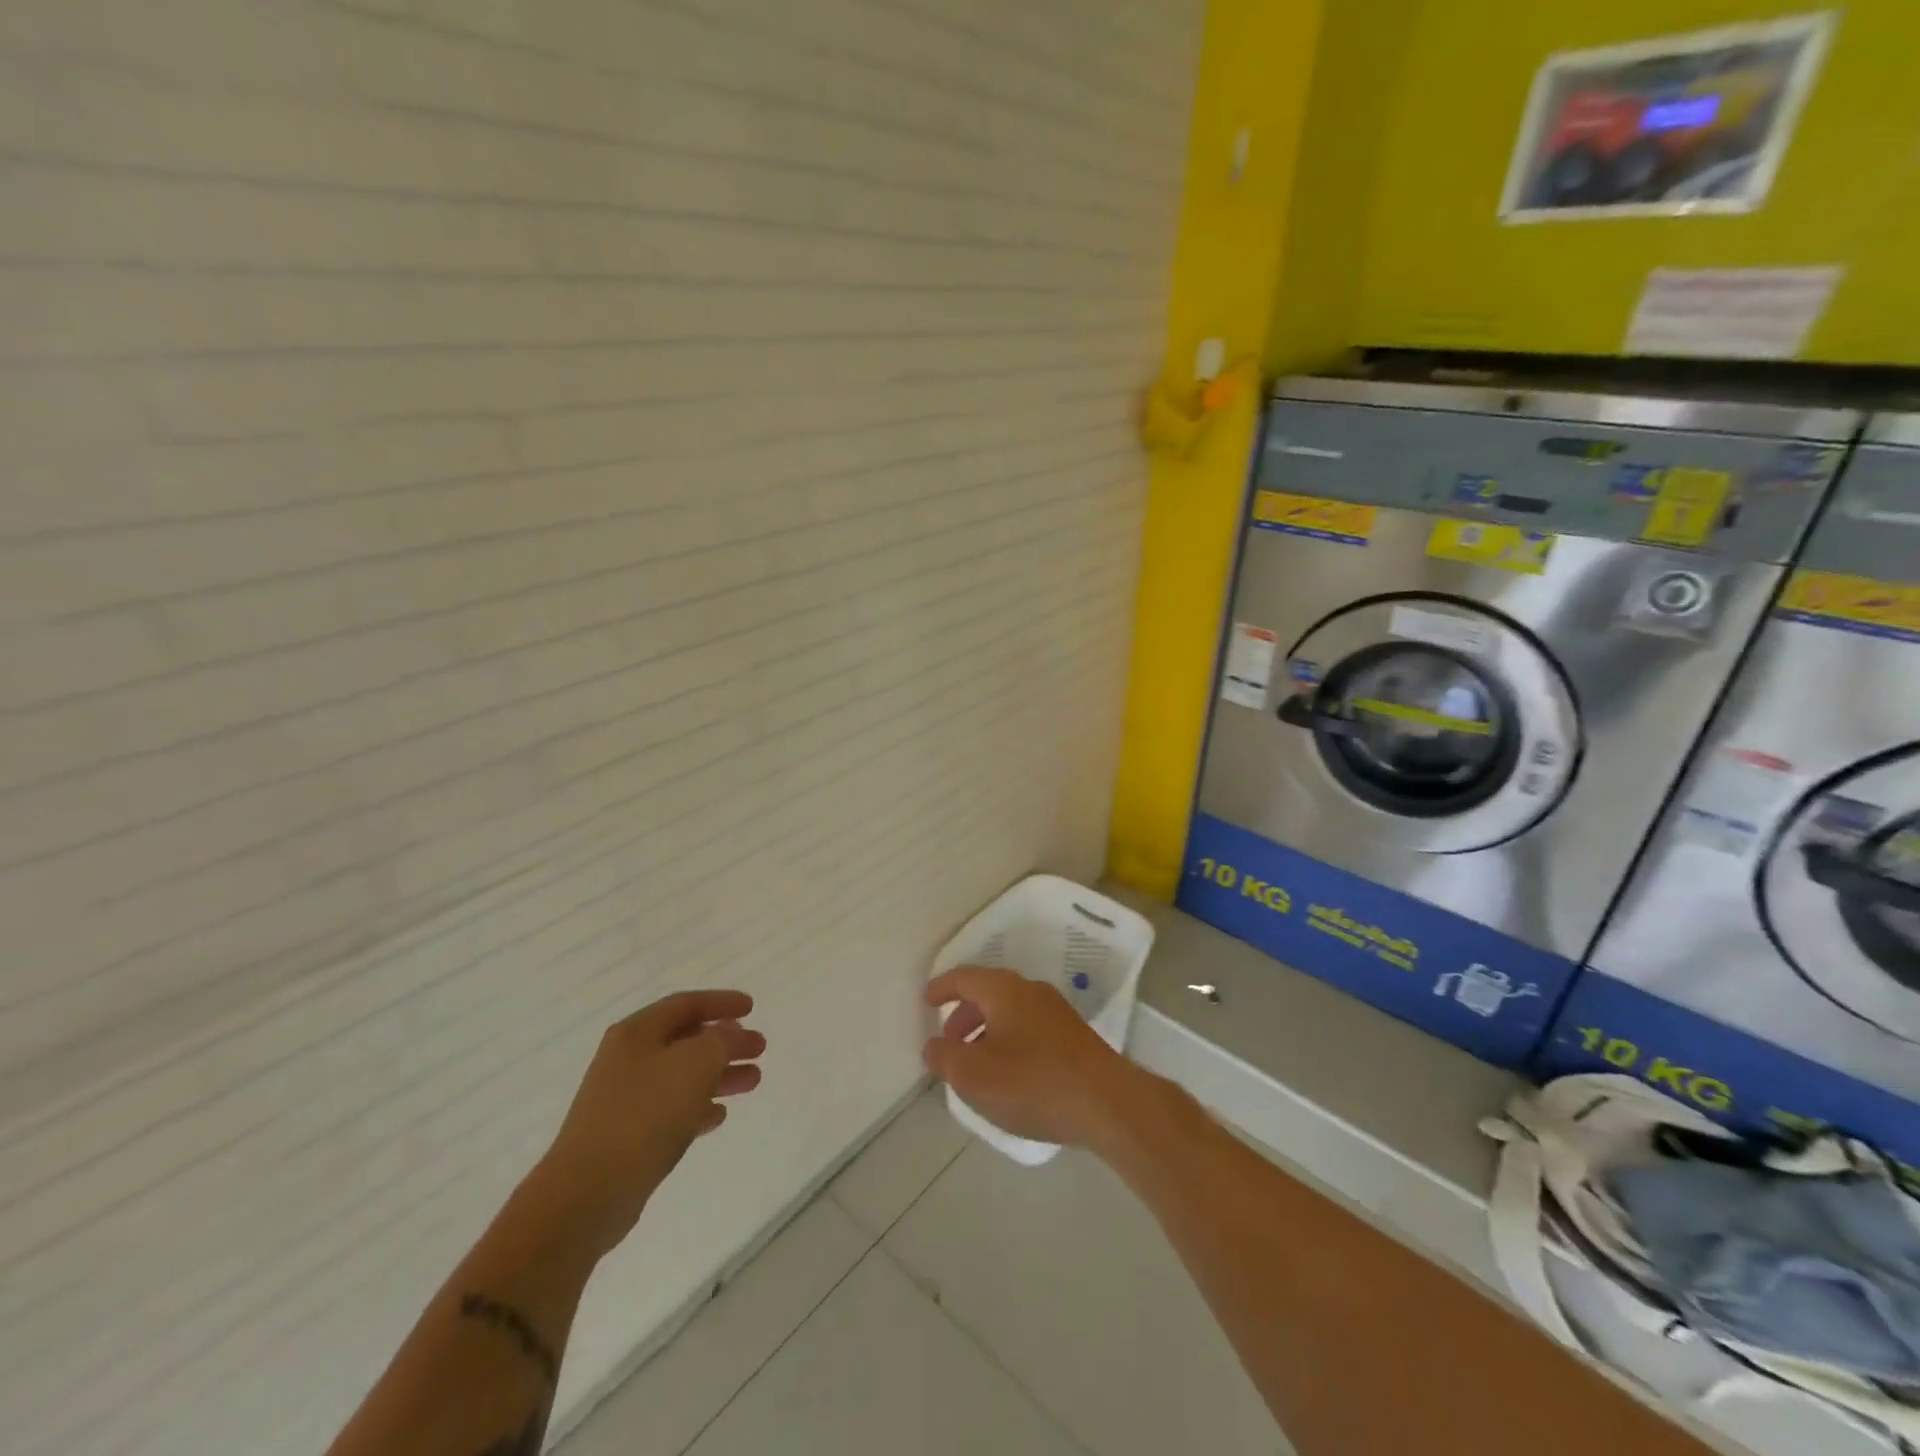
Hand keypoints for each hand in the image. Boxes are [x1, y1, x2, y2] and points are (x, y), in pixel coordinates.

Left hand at [529, 991, 765, 1260]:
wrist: (587, 1193)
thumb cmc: (645, 1114)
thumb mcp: (696, 1063)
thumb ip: (722, 1040)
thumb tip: (731, 1031)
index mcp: (637, 1033)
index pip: (686, 1004)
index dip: (721, 1002)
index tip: (753, 1007)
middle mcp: (628, 1060)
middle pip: (686, 1040)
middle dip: (726, 1042)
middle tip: (760, 1048)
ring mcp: (625, 1100)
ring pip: (683, 1076)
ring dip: (719, 1075)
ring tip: (753, 1081)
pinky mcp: (627, 1137)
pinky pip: (671, 1111)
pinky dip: (698, 1106)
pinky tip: (719, 1116)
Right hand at [923, 967, 1148, 1152]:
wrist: (1108, 1103)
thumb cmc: (1034, 1083)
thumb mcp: (976, 1077)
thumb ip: (946, 1058)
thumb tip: (934, 1045)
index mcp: (1004, 990)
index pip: (965, 977)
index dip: (942, 987)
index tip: (927, 1000)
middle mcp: (1030, 990)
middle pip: (988, 992)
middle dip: (964, 1014)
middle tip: (949, 1041)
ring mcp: (1056, 1011)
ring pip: (1010, 1010)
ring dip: (986, 1030)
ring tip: (975, 1063)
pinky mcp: (1073, 1035)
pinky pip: (1029, 1026)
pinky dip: (1009, 1039)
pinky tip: (1009, 1073)